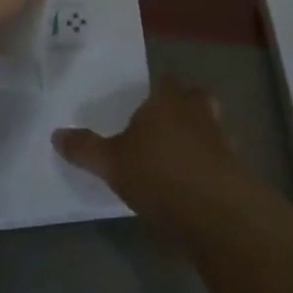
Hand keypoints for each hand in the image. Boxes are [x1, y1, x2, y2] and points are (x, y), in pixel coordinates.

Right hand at [53, 80, 250, 229]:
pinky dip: (210, 166)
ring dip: (200, 137)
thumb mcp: (112, 164)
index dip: (157, 91)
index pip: (164, 82)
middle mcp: (196, 110)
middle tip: (166, 127)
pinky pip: (220, 158)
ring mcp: (221, 137)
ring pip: (211, 126)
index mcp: (166, 100)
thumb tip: (56, 133)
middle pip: (194, 98)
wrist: (215, 210)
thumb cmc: (158, 173)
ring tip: (181, 159)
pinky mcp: (236, 168)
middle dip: (184, 108)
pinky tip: (197, 186)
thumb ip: (85, 149)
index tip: (146, 106)